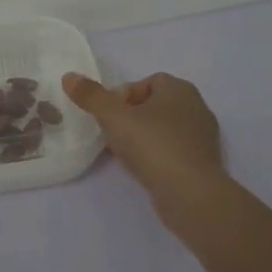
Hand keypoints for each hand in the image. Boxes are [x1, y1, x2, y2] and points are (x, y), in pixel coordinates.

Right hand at [62, 70, 224, 201]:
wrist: (191, 194)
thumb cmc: (153, 146)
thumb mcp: (115, 117)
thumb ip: (91, 96)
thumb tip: (69, 76)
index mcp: (180, 89)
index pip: (147, 82)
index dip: (123, 95)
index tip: (108, 115)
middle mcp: (196, 107)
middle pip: (154, 105)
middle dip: (130, 117)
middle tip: (112, 134)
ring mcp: (202, 137)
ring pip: (163, 129)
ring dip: (142, 137)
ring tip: (123, 154)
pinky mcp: (202, 163)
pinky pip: (172, 150)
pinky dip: (156, 155)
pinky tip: (142, 169)